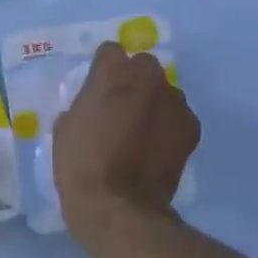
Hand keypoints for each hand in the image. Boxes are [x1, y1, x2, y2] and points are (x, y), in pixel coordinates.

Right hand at [53, 42, 199, 240]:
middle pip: (143, 66)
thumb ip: (84, 104)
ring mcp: (174, 100)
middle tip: (123, 109)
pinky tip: (158, 149)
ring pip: (164, 92)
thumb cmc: (81, 164)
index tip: (99, 89)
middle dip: (134, 81)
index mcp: (112, 70)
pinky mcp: (191, 126)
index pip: (110, 51)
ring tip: (143, 133)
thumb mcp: (66, 127)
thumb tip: (95, 105)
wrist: (118, 206)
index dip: (104, 70)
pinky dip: (170, 127)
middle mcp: (147, 76)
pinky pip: (179, 117)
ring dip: (155, 104)